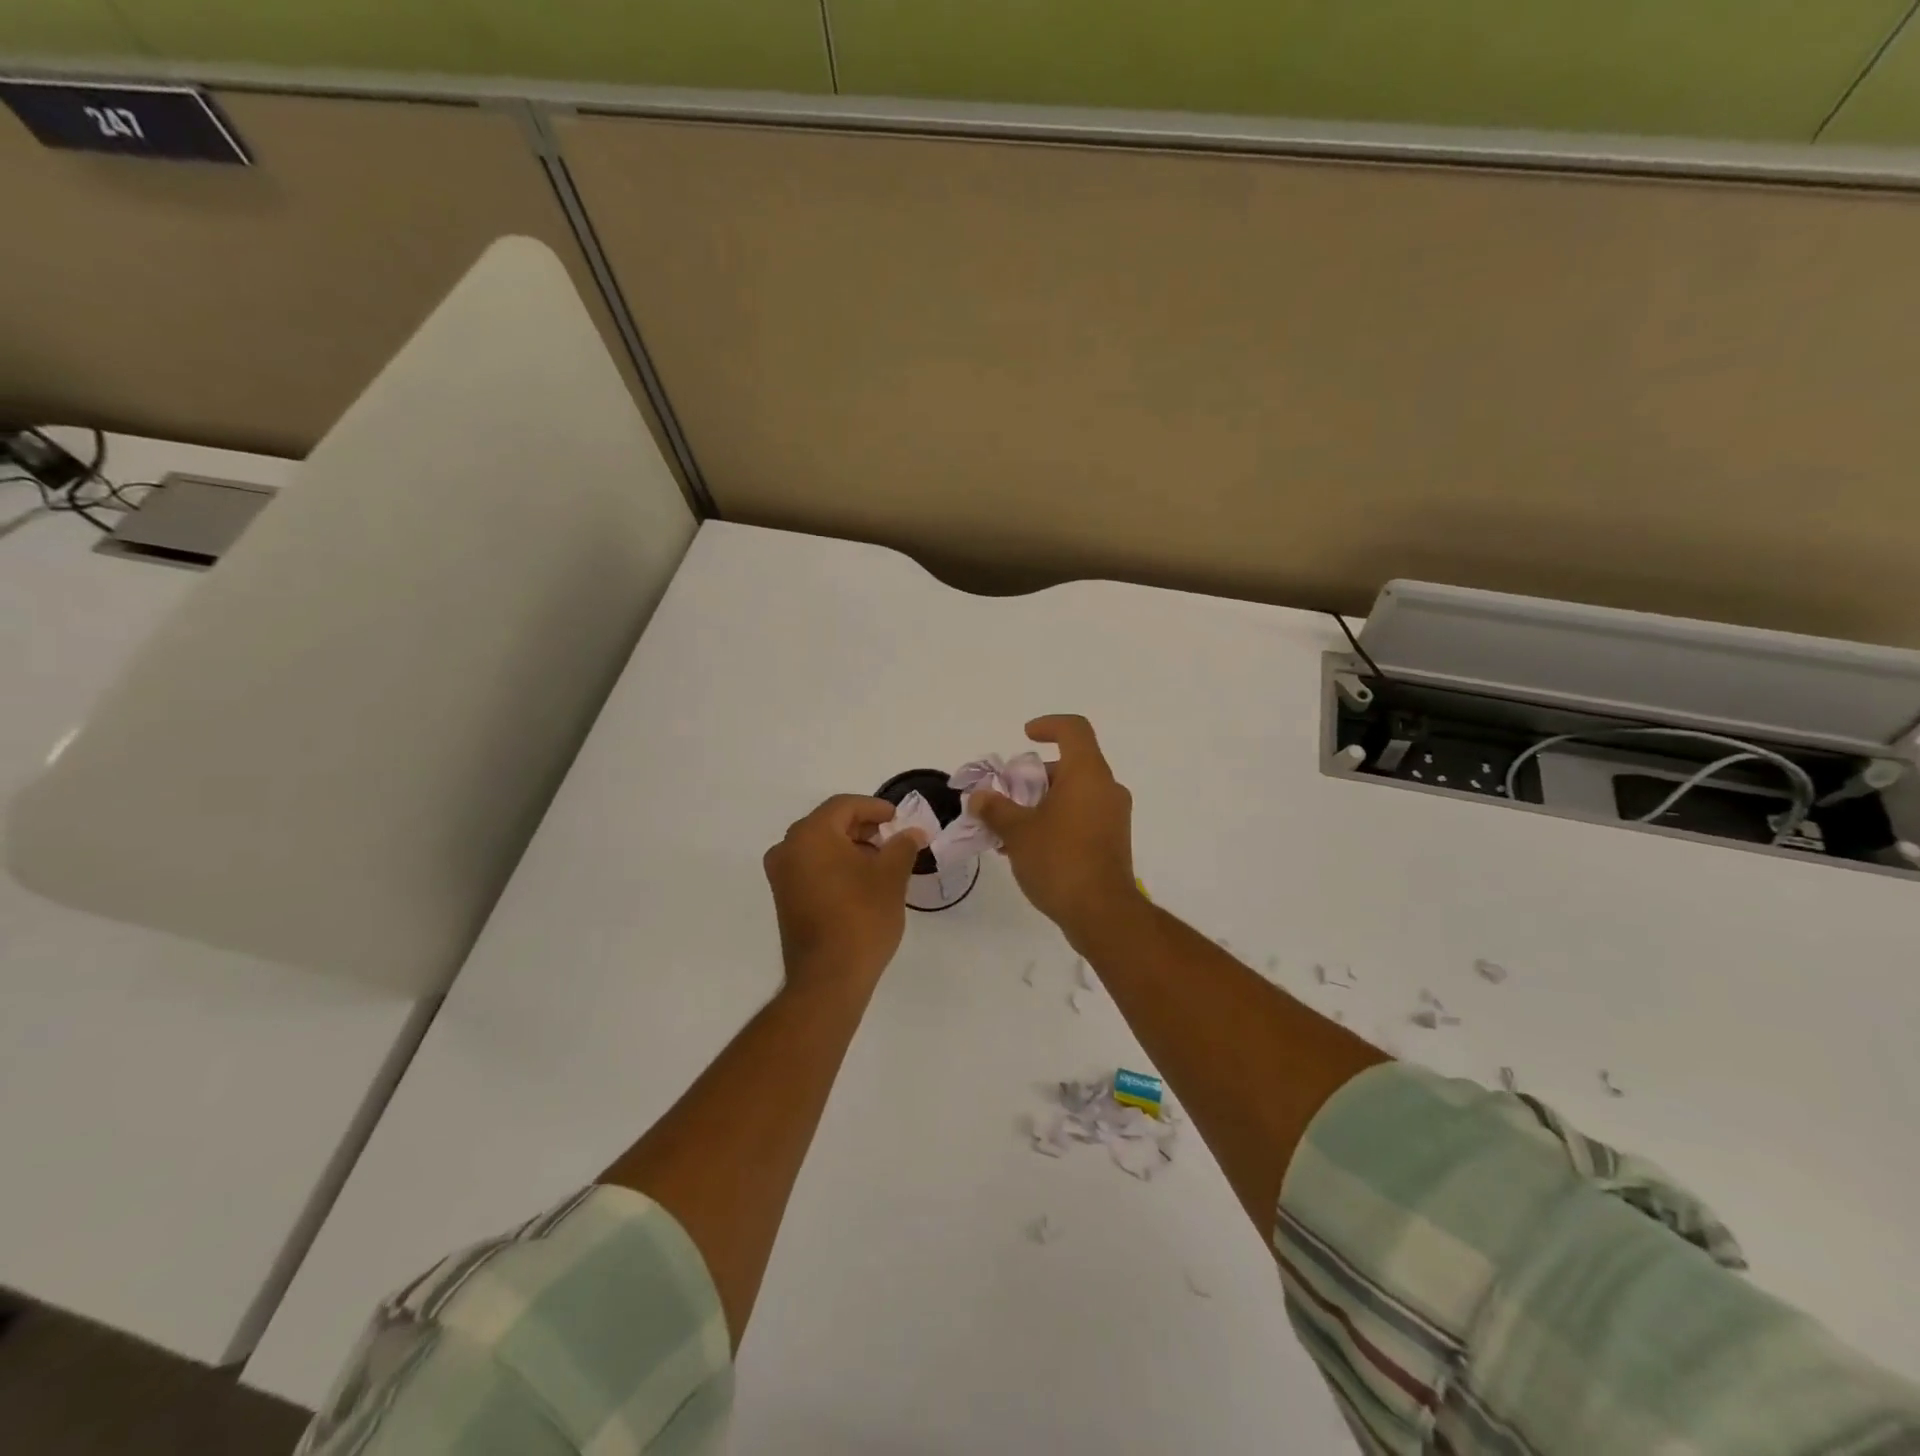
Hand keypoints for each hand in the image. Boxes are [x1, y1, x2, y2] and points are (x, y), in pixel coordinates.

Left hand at [764, 795, 924, 993]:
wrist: (829, 977)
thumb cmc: (862, 917)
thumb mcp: (891, 876)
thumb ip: (903, 846)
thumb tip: (913, 832)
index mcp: (811, 834)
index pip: (844, 806)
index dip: (875, 807)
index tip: (898, 819)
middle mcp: (788, 848)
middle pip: (829, 823)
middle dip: (863, 827)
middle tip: (892, 838)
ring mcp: (782, 875)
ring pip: (819, 846)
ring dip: (850, 847)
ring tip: (881, 862)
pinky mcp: (784, 898)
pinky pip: (811, 867)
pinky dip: (835, 865)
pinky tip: (861, 882)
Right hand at [969, 715, 1140, 947]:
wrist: (1102, 913)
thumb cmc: (1059, 860)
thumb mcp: (1017, 831)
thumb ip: (995, 808)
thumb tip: (979, 797)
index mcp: (1087, 774)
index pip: (1074, 729)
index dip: (1048, 725)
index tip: (1025, 737)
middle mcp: (1106, 788)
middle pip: (1070, 765)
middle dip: (1034, 777)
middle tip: (1006, 795)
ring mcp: (1113, 816)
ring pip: (1074, 794)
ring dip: (1042, 803)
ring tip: (1009, 827)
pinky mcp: (1113, 841)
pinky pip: (1081, 817)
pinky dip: (1056, 821)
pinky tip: (1028, 847)